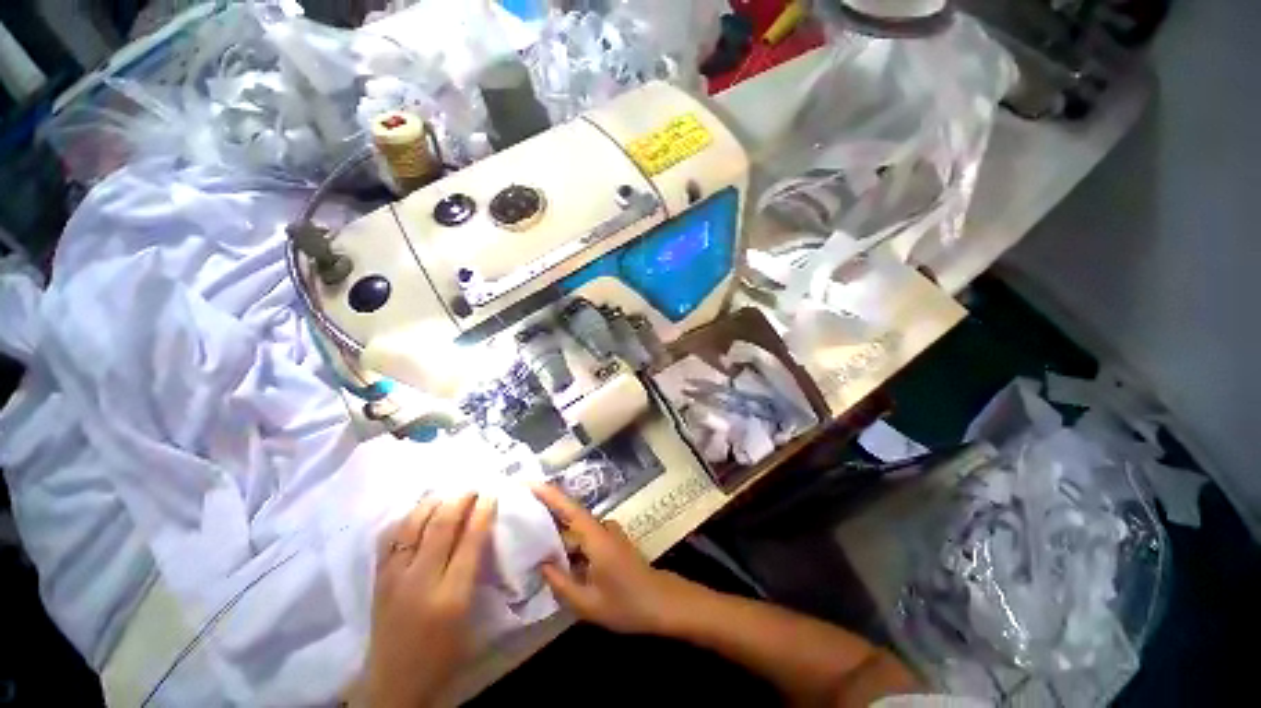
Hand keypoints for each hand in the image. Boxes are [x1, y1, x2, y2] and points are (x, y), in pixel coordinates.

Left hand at [365, 494, 495, 707]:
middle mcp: (419, 581)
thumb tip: (483, 535)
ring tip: (448, 494)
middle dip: (460, 500)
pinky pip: (391, 537)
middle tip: (473, 488)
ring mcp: (394, 577)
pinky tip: (418, 512)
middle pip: (440, 526)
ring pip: (412, 525)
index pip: (470, 542)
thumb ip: (477, 575)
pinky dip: (407, 518)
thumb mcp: (471, 619)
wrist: (394, 684)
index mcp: (450, 596)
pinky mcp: (378, 578)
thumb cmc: (443, 654)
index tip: (491, 494)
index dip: (482, 513)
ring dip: (433, 503)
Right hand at [532, 484, 696, 634]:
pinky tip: (557, 559)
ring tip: (531, 541)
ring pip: (577, 530)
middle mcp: (602, 529)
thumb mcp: (588, 603)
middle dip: (547, 514)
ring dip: (558, 534)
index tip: (530, 484)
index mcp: (596, 537)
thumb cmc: (626, 603)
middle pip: (571, 517)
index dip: (549, 495)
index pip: (569, 509)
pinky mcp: (611, 543)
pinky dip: (570, 545)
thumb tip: (542, 565)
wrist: (661, 602)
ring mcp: (609, 535)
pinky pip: (585, 538)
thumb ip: (561, 584)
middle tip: (520, 516)